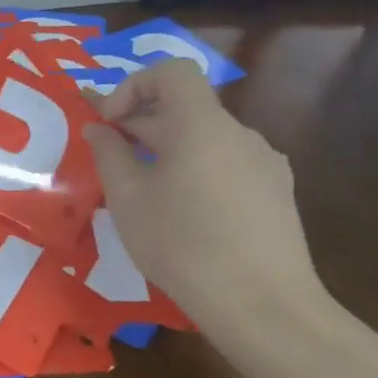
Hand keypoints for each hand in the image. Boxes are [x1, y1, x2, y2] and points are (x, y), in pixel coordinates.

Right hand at [83, 59, 325, 332]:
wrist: (263, 306)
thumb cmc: (182, 245)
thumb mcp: (128, 199)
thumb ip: (109, 153)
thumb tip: (98, 128)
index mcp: (202, 125)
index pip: (171, 72)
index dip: (133, 85)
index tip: (110, 123)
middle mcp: (240, 133)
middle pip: (186, 108)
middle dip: (142, 125)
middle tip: (109, 158)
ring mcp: (266, 163)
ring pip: (206, 140)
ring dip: (169, 151)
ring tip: (145, 194)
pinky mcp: (278, 194)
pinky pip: (228, 165)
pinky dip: (198, 172)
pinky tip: (187, 216)